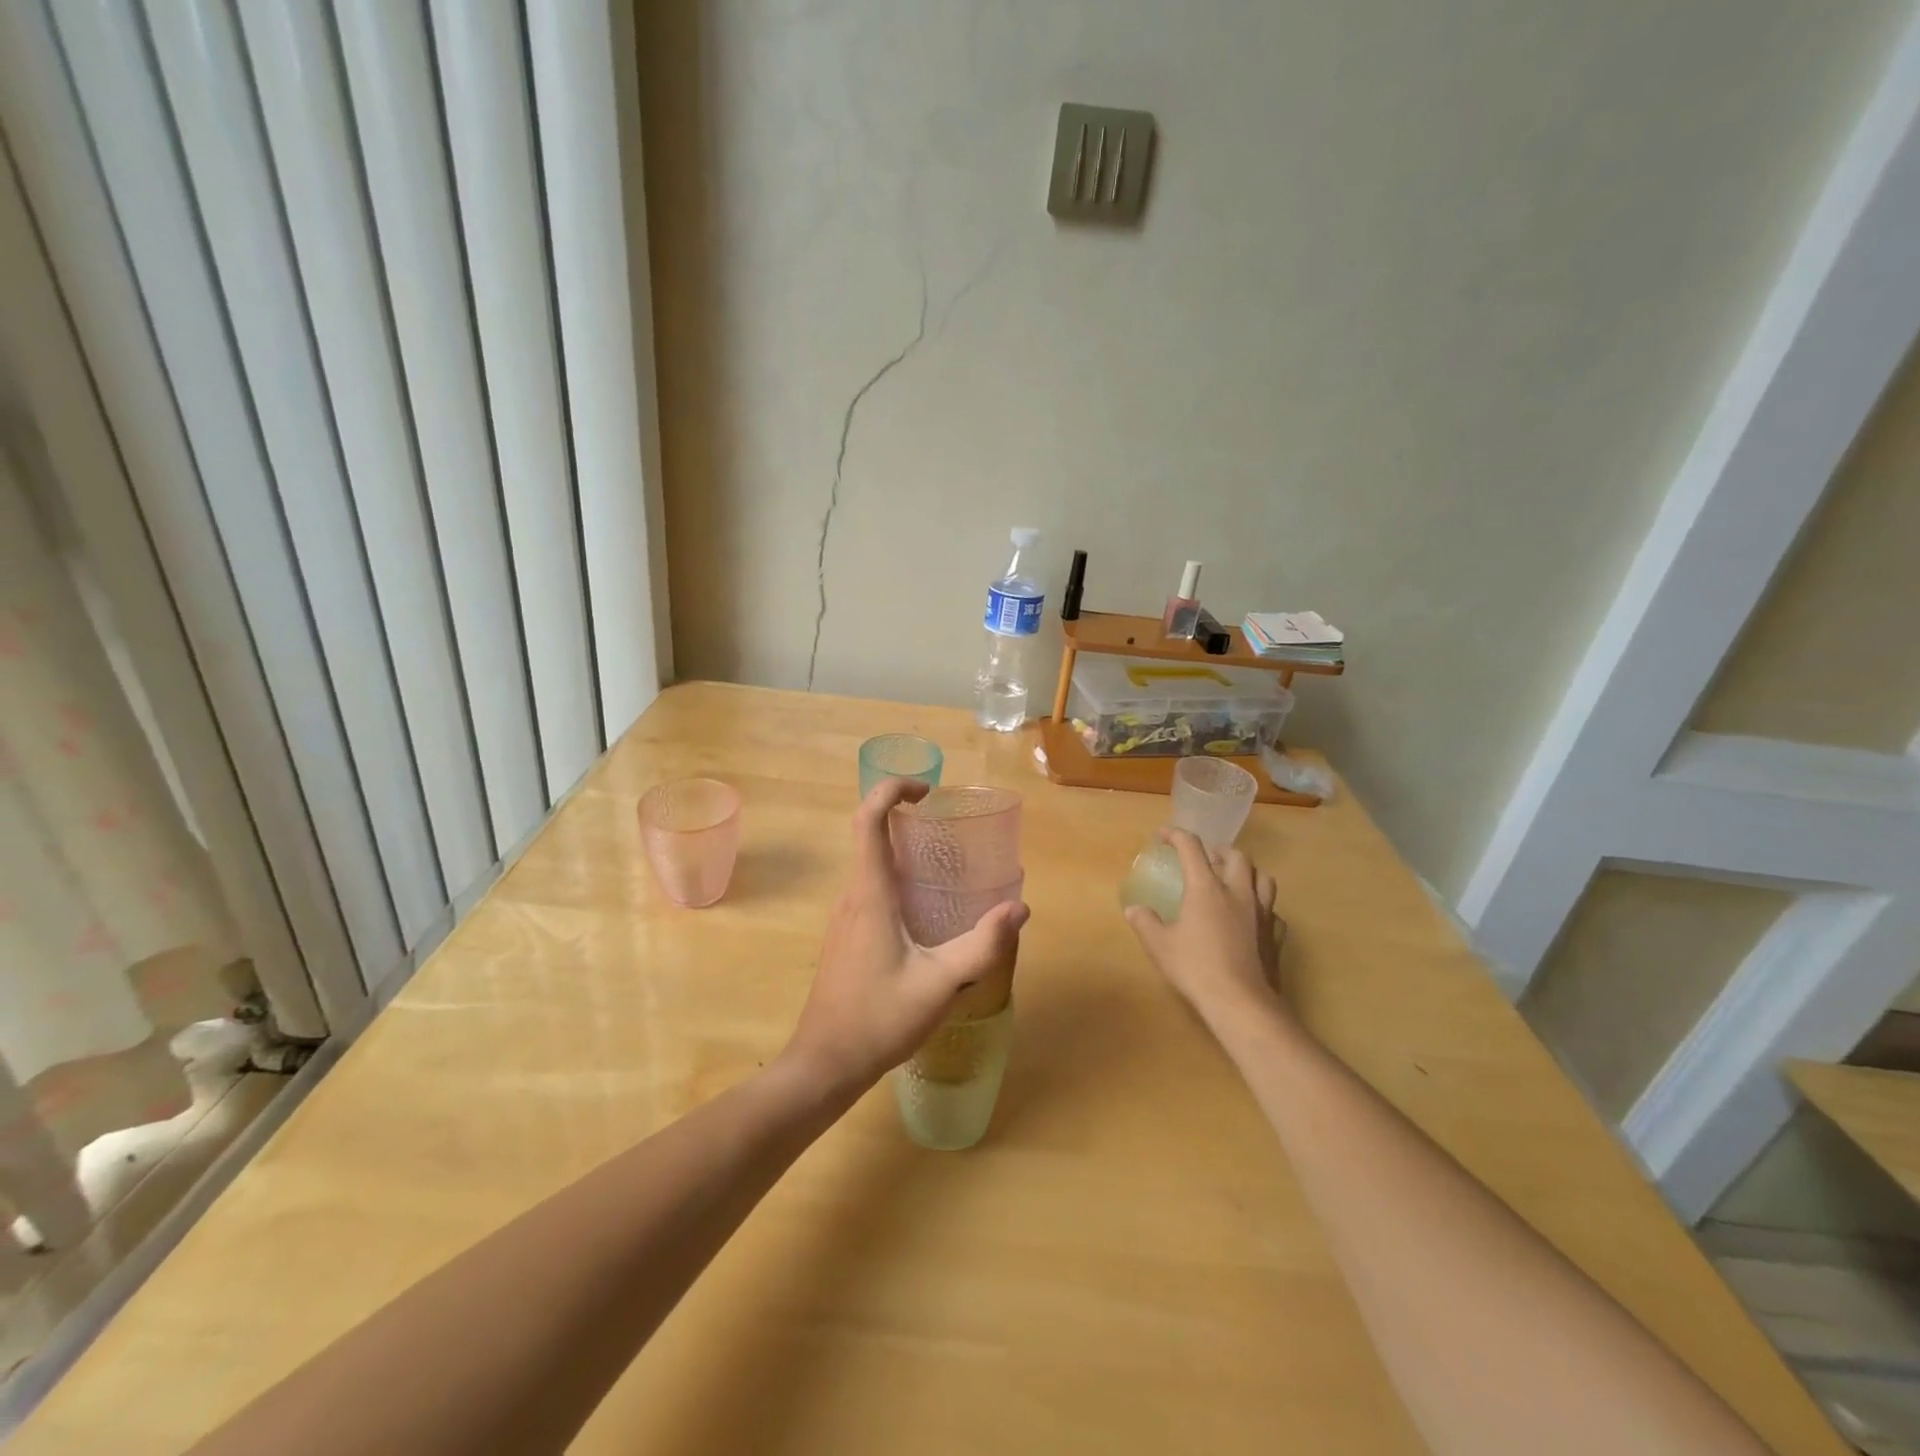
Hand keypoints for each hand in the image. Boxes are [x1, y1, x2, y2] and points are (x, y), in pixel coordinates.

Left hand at [781, 778, 1029, 1097]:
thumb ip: (981, 947)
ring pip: (871, 864)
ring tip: (945, 865)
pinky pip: (871, 889)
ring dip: (902, 851)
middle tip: (948, 827)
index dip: (892, 790)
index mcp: (870, 894)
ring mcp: (845, 917)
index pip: (869, 819)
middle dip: (905, 818)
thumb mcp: (939, 984)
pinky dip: (897, 878)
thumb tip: (1019, 908)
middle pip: (870, 835)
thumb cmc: (878, 1019)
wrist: (825, 1064)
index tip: (927, 792)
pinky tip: (926, 911)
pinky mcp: (846, 936)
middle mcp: (852, 896)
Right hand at [1124, 829, 1285, 1029]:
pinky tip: (1252, 918)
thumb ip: (1145, 922)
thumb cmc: (1195, 968)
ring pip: (1263, 878)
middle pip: (1236, 856)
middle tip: (1206, 858)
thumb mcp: (1159, 945)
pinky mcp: (1275, 935)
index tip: (1163, 835)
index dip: (1176, 835)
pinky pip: (1273, 911)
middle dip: (1220, 851)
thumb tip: (1134, 909)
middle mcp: (1237, 892)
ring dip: (1248, 872)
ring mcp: (1261, 913)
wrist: (1241, 1002)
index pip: (1191, 847)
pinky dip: (1262, 907)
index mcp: (1206, 888)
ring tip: (1235, 880)